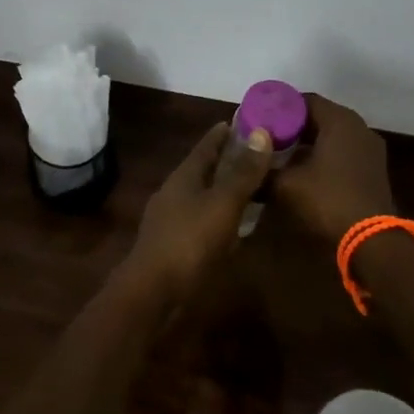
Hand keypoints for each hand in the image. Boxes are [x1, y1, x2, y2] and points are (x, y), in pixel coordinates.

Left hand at [123, 122, 274, 306]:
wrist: (152, 294)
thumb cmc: (189, 242)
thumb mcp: (223, 204)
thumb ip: (243, 172)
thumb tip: (261, 132)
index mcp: (184, 176)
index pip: (206, 145)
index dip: (224, 133)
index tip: (244, 120)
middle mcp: (175, 192)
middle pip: (203, 169)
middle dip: (225, 159)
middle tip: (254, 152)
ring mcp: (171, 220)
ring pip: (202, 195)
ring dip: (222, 188)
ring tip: (248, 186)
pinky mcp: (174, 245)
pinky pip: (201, 219)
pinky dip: (219, 215)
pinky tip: (233, 225)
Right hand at [274, 93, 394, 245]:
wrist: (371, 241)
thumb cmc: (328, 200)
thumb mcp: (286, 185)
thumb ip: (263, 171)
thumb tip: (244, 168)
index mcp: (339, 120)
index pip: (305, 100)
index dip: (280, 108)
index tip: (261, 119)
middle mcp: (358, 127)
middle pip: (320, 116)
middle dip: (293, 126)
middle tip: (268, 137)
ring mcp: (370, 148)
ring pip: (333, 135)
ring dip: (310, 142)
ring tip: (282, 154)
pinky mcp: (374, 168)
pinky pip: (344, 151)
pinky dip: (325, 155)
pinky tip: (306, 170)